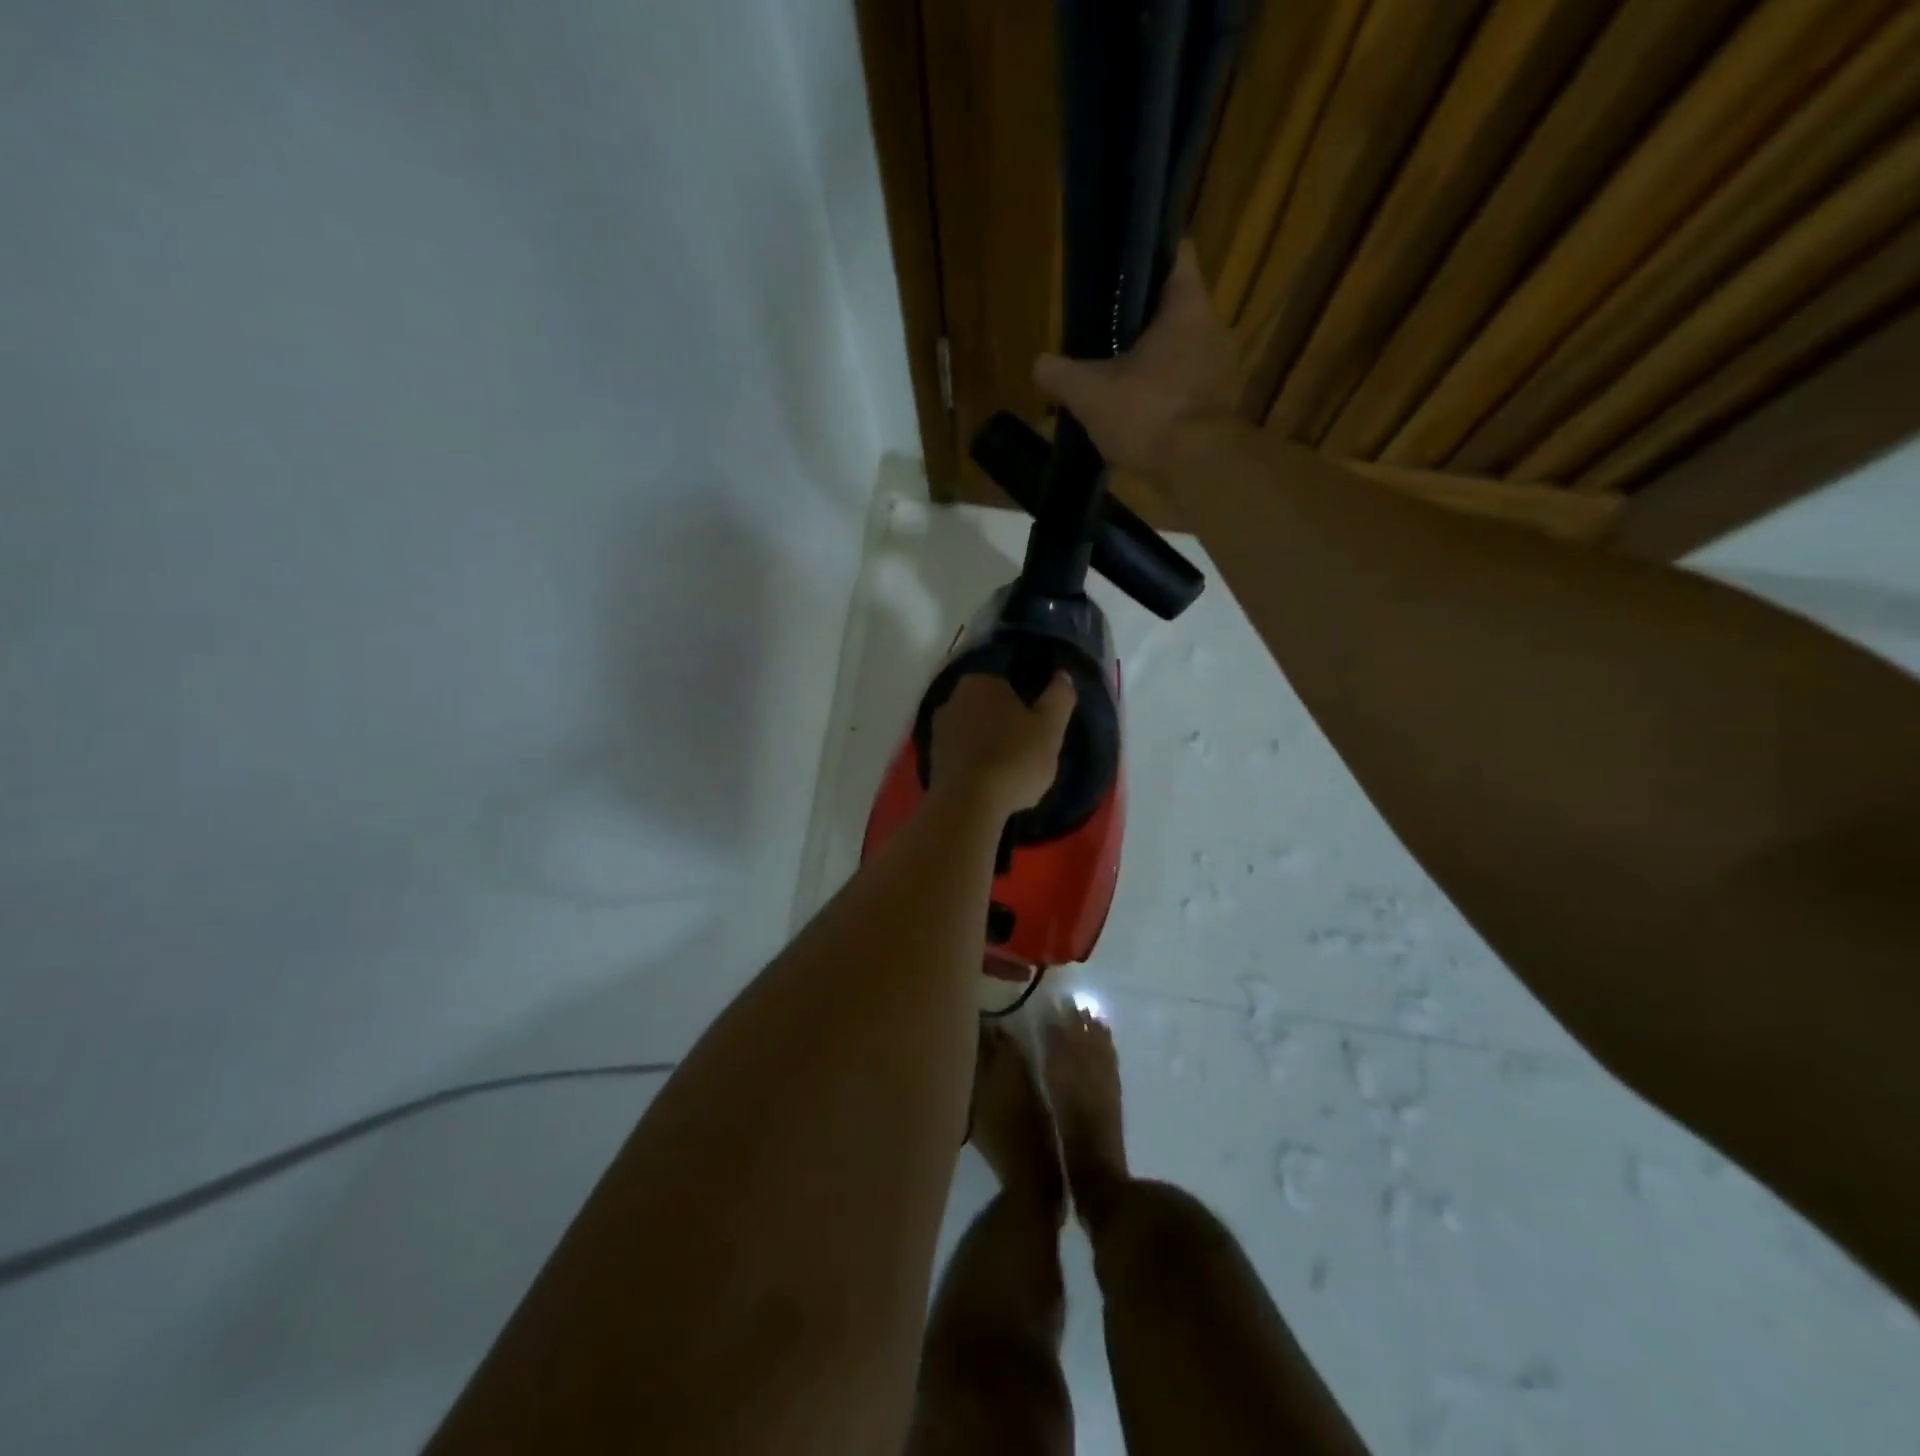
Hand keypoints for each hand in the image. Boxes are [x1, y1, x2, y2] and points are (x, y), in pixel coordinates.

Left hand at [930, 672, 1076, 815]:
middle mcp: (952, 699)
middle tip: (1028, 755)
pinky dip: (976, 767)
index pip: (1010, 687)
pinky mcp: (932, 760)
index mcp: (980, 683)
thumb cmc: (1013, 759)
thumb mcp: (1050, 728)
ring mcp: (938, 731)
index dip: (1028, 709)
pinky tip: (990, 786)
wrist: (967, 805)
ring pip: (976, 735)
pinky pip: (963, 757)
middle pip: (991, 711)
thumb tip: (1062, 675)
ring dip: (991, 749)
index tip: (1039, 733)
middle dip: (1007, 728)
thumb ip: (1059, 697)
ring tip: (1010, 775)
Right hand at [1031, 241, 1238, 478]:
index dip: (1152, 251)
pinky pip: (1188, 387)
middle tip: (1108, 329)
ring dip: (1156, 360)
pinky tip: (1140, 411)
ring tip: (1120, 374)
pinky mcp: (1220, 407)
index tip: (1125, 263)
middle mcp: (1212, 329)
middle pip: (1177, 308)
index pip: (1178, 253)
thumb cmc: (1147, 414)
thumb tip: (1039, 364)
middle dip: (1145, 318)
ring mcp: (1221, 370)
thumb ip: (1060, 375)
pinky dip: (1166, 393)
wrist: (1197, 468)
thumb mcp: (1090, 394)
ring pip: (1183, 350)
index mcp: (1186, 307)